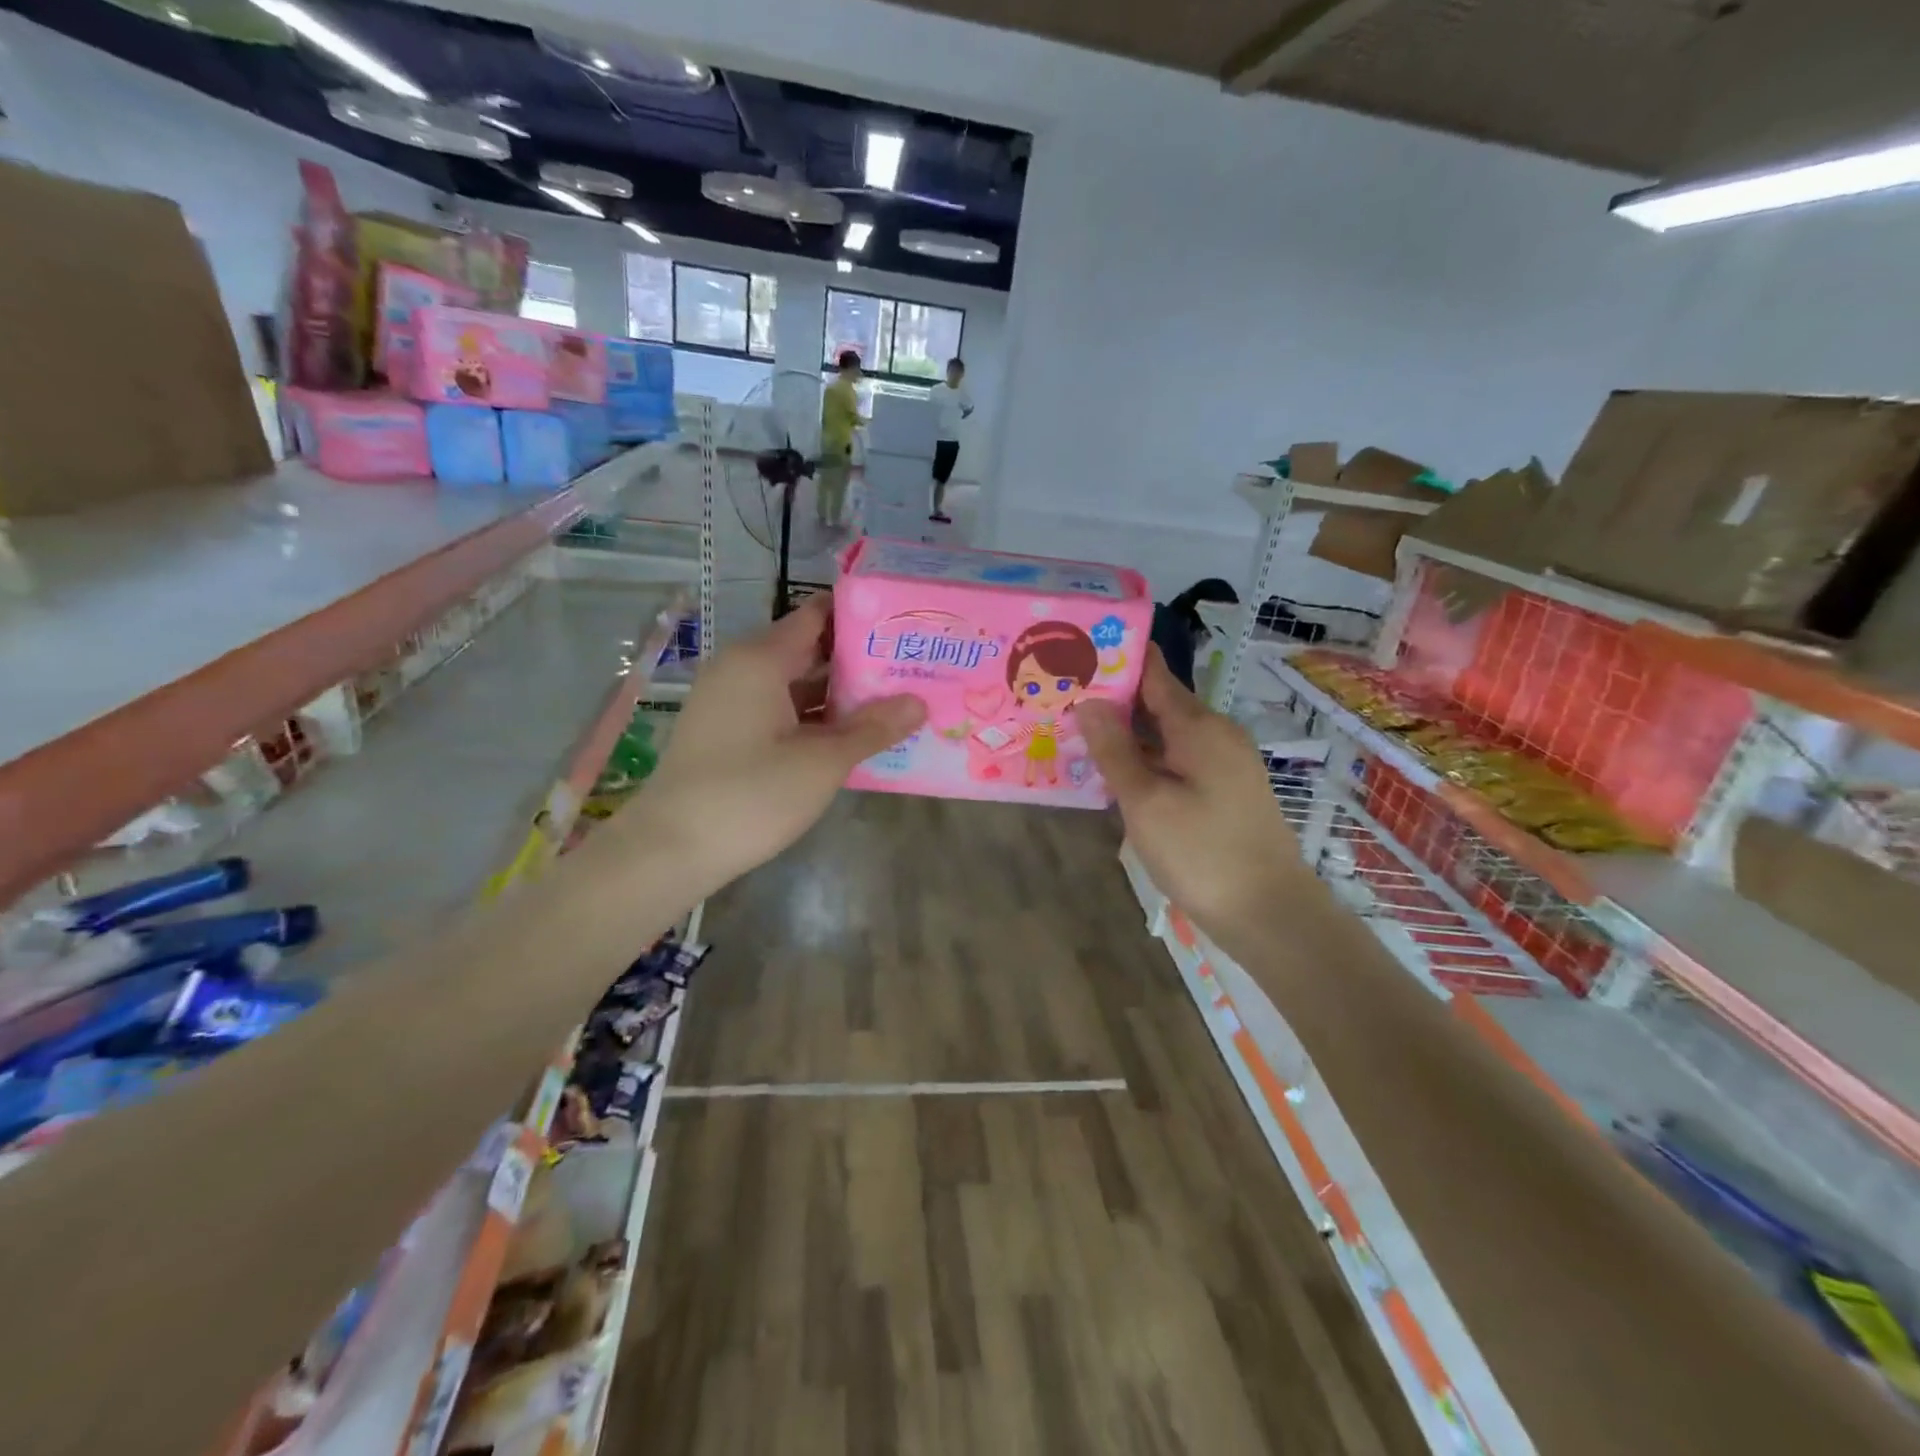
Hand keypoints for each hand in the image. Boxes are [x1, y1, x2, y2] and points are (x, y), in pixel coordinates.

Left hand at [632, 595, 924, 895]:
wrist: (670, 850)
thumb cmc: (749, 796)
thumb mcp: (822, 763)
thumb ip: (872, 729)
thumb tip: (919, 703)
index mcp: (761, 659)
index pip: (818, 616)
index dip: (863, 618)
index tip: (905, 628)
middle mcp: (742, 668)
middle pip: (810, 649)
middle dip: (860, 660)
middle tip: (912, 668)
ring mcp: (731, 701)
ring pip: (796, 684)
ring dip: (840, 694)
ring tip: (895, 700)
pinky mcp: (728, 732)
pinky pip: (780, 710)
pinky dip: (815, 718)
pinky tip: (852, 736)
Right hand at [1075, 648, 1306, 932]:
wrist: (1269, 913)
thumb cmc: (1201, 853)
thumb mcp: (1146, 802)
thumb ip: (1115, 750)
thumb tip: (1089, 701)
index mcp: (1199, 726)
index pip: (1155, 673)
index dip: (1118, 658)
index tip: (1078, 649)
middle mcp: (1216, 734)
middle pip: (1159, 702)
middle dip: (1114, 697)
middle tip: (1064, 694)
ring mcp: (1224, 764)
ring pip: (1167, 734)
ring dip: (1127, 731)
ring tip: (1078, 728)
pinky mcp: (1224, 791)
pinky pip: (1177, 759)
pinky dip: (1146, 758)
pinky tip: (1116, 770)